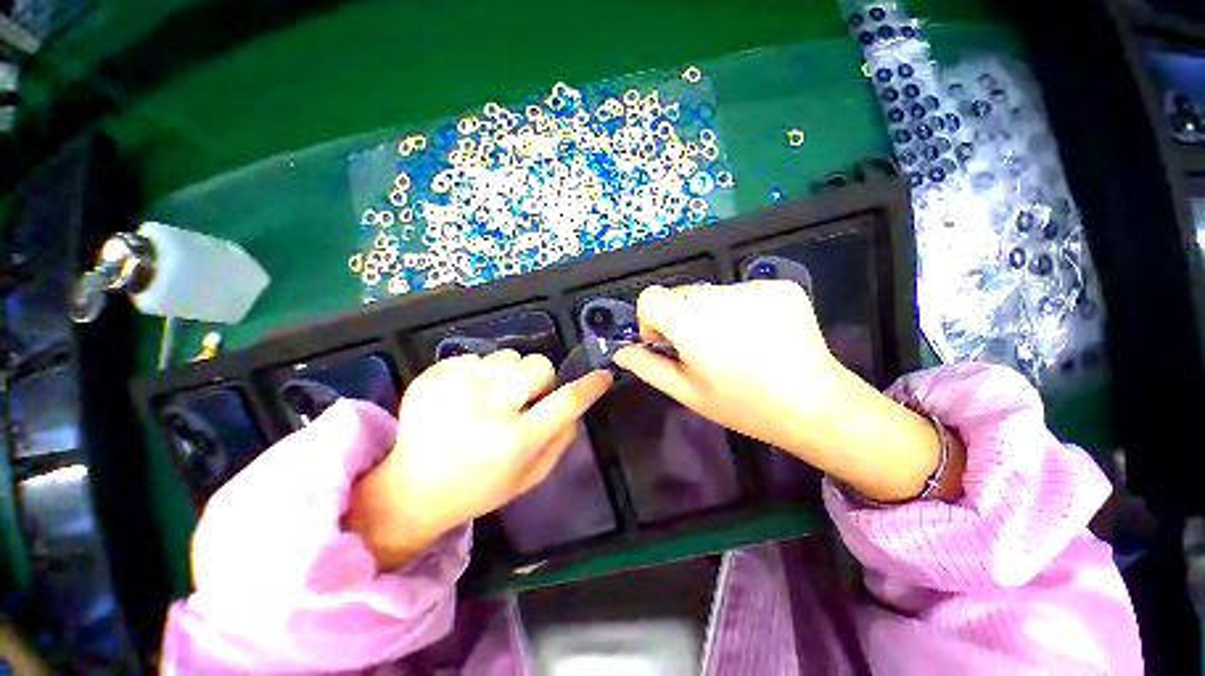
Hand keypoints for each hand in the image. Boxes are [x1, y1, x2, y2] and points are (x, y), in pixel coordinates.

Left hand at [345, 351, 611, 569]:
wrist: (412, 488)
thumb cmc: (478, 487)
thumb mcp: (529, 478)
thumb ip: (560, 441)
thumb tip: (577, 406)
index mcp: (515, 442)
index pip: (566, 402)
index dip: (589, 386)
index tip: (602, 375)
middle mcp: (488, 409)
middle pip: (538, 365)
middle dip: (540, 378)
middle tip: (524, 397)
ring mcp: (457, 387)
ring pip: (508, 356)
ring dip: (509, 374)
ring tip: (490, 397)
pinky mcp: (434, 375)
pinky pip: (477, 357)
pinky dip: (479, 373)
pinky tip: (464, 397)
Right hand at [614, 282, 960, 502]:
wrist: (816, 405)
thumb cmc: (744, 405)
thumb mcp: (688, 393)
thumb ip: (648, 368)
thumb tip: (621, 353)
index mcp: (693, 325)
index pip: (651, 297)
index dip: (650, 319)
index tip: (668, 343)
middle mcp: (721, 297)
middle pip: (680, 293)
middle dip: (680, 318)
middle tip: (703, 349)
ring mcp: (754, 288)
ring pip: (710, 292)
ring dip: (709, 313)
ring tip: (734, 344)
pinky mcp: (779, 286)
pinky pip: (741, 290)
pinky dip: (739, 309)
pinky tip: (758, 335)